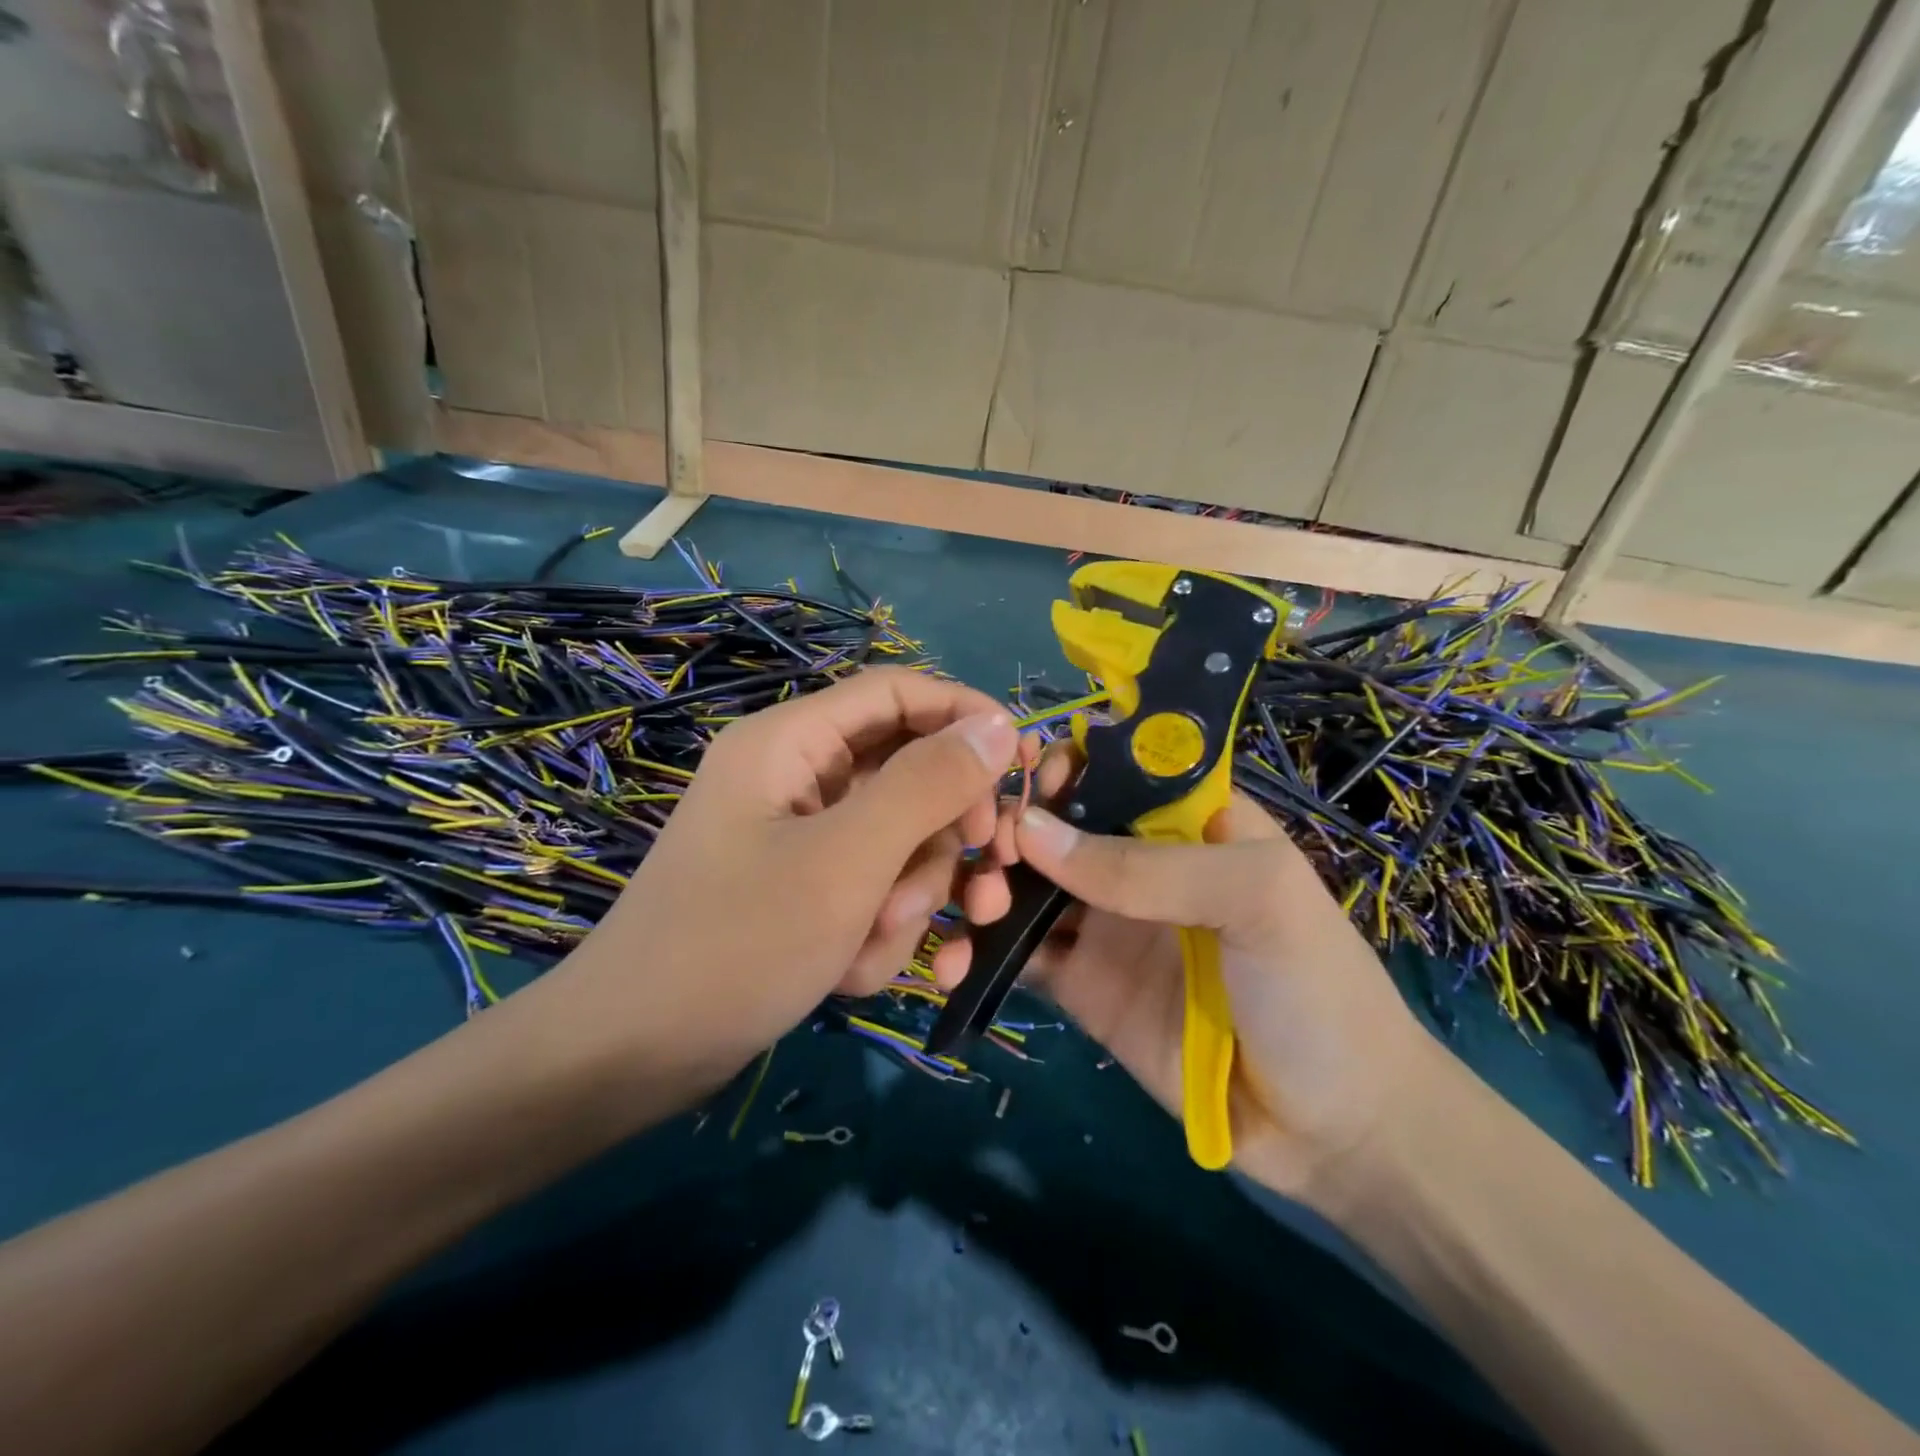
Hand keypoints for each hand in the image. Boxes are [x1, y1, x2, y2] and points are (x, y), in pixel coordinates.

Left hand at [535, 668, 1021, 1095]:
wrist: (633, 1059)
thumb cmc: (738, 944)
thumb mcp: (847, 860)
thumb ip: (928, 785)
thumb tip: (999, 724)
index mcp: (792, 742)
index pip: (899, 694)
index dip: (966, 716)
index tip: (1023, 765)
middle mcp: (797, 777)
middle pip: (908, 773)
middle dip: (940, 836)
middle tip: (980, 884)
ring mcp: (800, 836)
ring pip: (897, 841)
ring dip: (908, 896)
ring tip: (875, 943)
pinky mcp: (803, 888)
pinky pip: (871, 887)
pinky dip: (875, 929)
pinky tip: (846, 971)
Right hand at [1006, 750, 1445, 1205]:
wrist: (1334, 1132)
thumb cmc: (1315, 989)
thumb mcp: (1255, 899)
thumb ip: (1147, 866)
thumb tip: (1030, 830)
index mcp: (1188, 821)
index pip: (1115, 768)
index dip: (1069, 763)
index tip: (1031, 779)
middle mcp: (1138, 863)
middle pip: (1057, 822)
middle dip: (1014, 824)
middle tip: (993, 850)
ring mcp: (1104, 925)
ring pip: (1027, 883)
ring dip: (989, 882)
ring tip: (980, 906)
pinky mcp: (1080, 985)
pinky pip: (1020, 953)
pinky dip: (983, 948)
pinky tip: (957, 955)